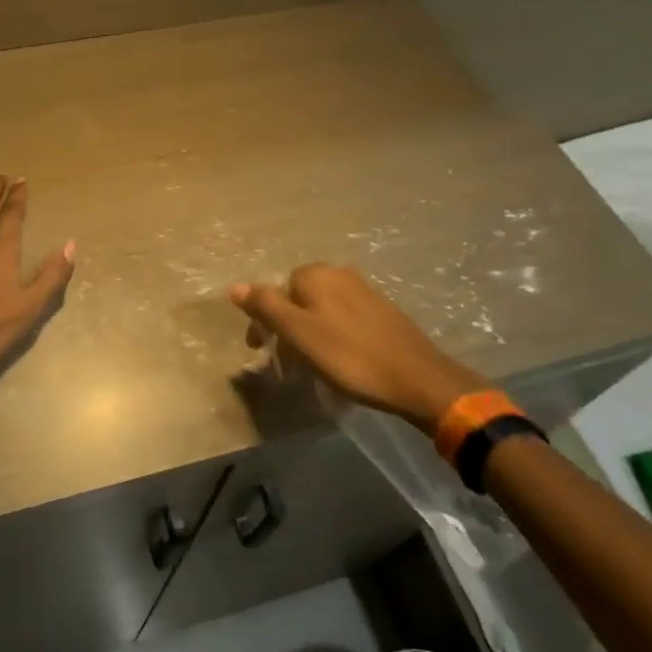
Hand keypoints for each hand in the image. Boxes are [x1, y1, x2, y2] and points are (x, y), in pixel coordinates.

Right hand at [229, 263, 484, 429]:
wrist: (416, 378)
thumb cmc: (349, 356)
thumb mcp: (298, 333)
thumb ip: (266, 306)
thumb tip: (235, 286)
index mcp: (316, 275)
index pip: (275, 290)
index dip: (264, 322)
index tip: (262, 351)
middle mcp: (340, 274)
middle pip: (298, 299)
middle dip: (286, 328)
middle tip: (286, 363)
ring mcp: (364, 291)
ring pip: (321, 310)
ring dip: (309, 334)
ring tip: (311, 366)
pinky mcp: (383, 311)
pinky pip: (343, 320)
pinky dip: (332, 337)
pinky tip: (339, 360)